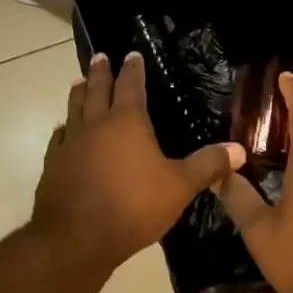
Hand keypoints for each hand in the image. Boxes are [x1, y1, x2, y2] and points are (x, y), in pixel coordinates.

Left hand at [31, 51, 245, 270]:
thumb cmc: (133, 206)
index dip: (133, 69)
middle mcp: (95, 124)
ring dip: (78, 93)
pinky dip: (64, 129)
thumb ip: (208, 165)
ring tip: (79, 82)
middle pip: (97, 89)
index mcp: (127, 121)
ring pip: (73, 108)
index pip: (131, 85)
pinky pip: (59, 138)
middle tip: (100, 56)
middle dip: (100, 71)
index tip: (132, 53)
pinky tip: (64, 132)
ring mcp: (70, 143)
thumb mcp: (179, 186)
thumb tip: (239, 149)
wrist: (76, 238)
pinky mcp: (53, 165)